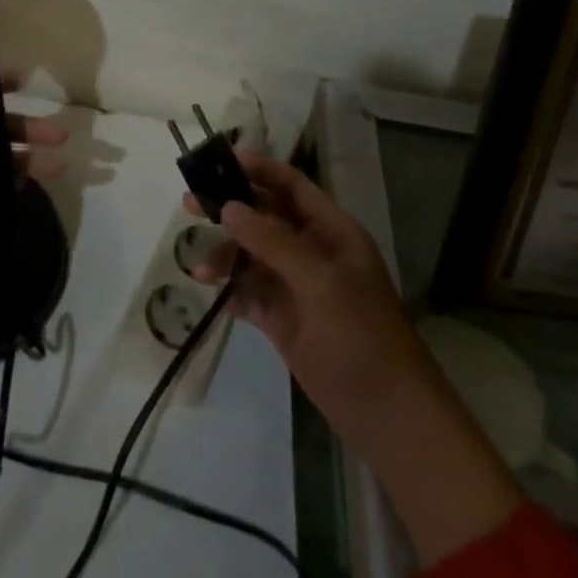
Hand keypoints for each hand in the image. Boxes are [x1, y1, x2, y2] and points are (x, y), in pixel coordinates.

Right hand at [187, 152, 521, 564]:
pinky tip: (210, 290)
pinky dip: (228, 287)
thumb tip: (228, 207)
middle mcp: (311, 251)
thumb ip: (272, 241)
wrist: (388, 417)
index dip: (258, 169)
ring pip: (250, 254)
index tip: (219, 159)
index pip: (291, 185)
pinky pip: (248, 291)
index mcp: (331, 232)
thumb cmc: (362, 336)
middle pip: (263, 215)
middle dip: (228, 207)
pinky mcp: (281, 319)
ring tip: (198, 267)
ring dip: (224, 254)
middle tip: (190, 203)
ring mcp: (295, 286)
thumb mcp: (320, 281)